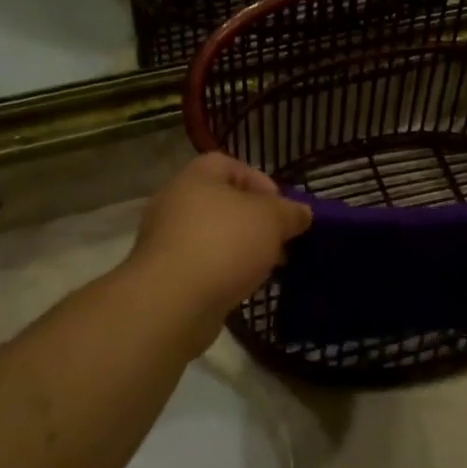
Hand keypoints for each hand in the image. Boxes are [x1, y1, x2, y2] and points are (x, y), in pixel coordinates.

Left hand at [128, 154, 312, 324]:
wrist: (173, 302)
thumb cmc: (224, 244)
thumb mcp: (272, 220)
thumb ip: (291, 212)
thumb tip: (302, 213)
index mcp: (195, 178)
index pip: (228, 164)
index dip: (259, 181)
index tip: (281, 207)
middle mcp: (174, 203)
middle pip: (221, 202)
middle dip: (254, 220)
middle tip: (278, 239)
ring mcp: (165, 241)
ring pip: (212, 235)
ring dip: (240, 247)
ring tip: (265, 267)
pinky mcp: (164, 275)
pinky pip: (201, 264)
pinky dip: (222, 271)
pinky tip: (241, 286)